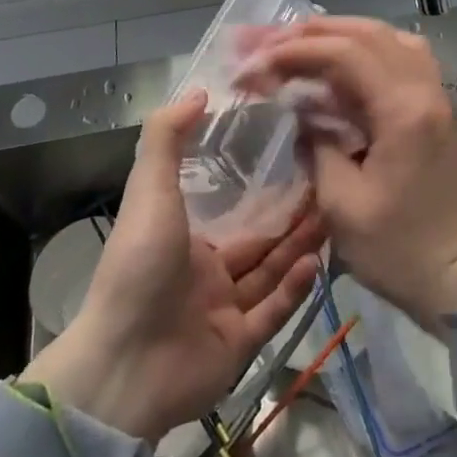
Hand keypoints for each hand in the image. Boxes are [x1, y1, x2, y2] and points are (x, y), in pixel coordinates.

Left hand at [23, 91, 324, 441]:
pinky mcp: (238, 345)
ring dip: (299, 248)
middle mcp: (206, 273)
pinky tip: (317, 263)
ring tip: (333, 218)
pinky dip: (295, 289)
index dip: (262, 189)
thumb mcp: (149, 191)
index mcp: (184, 238)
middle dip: (292, 219)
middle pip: (258, 242)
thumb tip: (199, 92)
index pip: (231, 211)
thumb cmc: (139, 266)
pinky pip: (273, 311)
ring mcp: (223, 311)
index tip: (295, 159)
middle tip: (329, 190)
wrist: (123, 363)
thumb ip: (167, 139)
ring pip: (270, 273)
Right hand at [238, 17, 456, 330]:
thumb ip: (317, 145)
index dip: (293, 51)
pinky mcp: (436, 111)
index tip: (255, 64)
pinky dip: (366, 51)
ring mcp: (436, 97)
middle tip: (267, 41)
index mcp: (403, 110)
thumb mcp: (342, 205)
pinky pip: (401, 59)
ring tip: (299, 43)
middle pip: (366, 34)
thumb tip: (303, 114)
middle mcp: (424, 90)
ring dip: (340, 35)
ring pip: (387, 39)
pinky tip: (341, 64)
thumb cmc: (401, 251)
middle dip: (311, 33)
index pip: (343, 53)